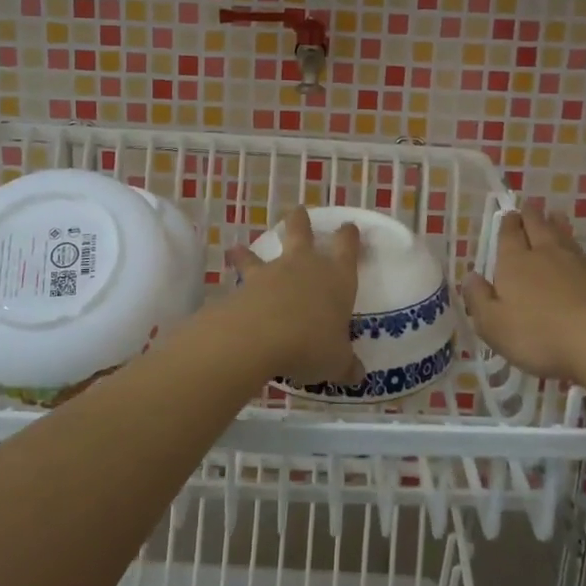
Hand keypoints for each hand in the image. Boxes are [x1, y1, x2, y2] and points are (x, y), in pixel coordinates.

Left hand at [223, 207, 362, 385]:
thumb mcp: (336, 361)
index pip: (347, 248)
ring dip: (251, 251)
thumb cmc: (312, 344)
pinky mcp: (246, 285)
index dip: (349, 236)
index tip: (349, 227)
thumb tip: (357, 374)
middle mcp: (306, 266)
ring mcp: (273, 272)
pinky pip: (241, 276)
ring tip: (238, 248)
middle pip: (303, 233)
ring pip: (263, 253)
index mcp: (337, 277)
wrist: (261, 336)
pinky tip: (229, 287)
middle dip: (301, 222)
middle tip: (299, 211)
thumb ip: (346, 365)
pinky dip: (234, 274)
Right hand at [462, 206, 585, 383]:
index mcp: (515, 263)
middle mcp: (546, 254)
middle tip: (530, 206)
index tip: (508, 214)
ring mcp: (580, 263)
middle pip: (537, 227)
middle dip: (531, 216)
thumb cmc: (539, 336)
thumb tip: (470, 277)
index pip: (508, 235)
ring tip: (556, 215)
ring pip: (565, 237)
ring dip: (559, 225)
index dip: (507, 224)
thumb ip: (478, 299)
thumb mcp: (493, 325)